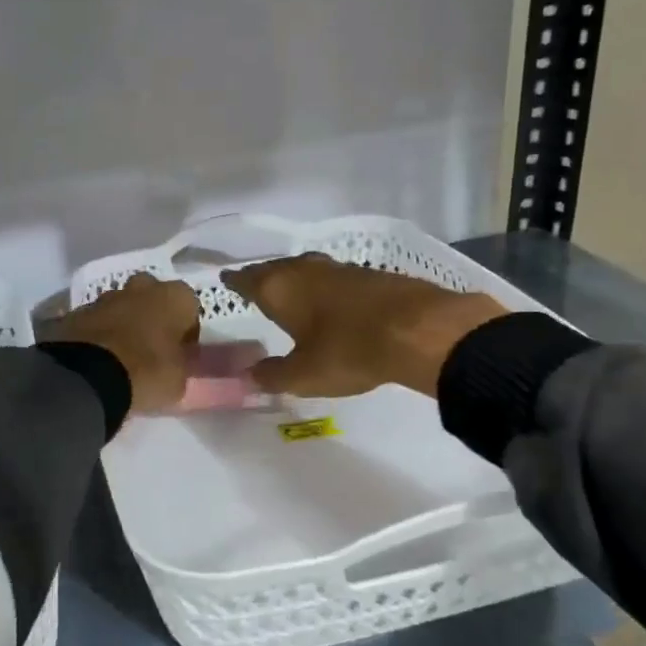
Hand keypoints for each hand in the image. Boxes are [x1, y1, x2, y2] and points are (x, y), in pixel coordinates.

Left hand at [45, 273, 201, 413]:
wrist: (87, 377)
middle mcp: (141, 287)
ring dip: (124, 323)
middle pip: (153, 296)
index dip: (187, 331)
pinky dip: (99, 334)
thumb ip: (182, 363)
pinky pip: (96, 321)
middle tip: (152, 347)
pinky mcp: (77, 311)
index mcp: (173, 297)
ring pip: (121, 306)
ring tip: (122, 356)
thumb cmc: (146, 373)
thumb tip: (178, 359)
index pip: (190, 307)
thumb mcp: (179, 380)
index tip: (182, 352)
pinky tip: (98, 359)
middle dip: (153, 316)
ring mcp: (105, 297)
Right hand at [221, 254, 507, 396]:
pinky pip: (333, 278)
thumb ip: (273, 375)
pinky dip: (323, 288)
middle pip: (275, 269)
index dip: (235, 281)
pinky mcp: (370, 276)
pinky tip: (329, 301)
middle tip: (253, 287)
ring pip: (305, 271)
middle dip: (263, 278)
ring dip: (294, 281)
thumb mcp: (304, 375)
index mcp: (281, 288)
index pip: (247, 279)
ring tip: (288, 294)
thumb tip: (249, 375)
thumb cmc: (348, 350)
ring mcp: (340, 269)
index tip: (226, 280)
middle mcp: (305, 270)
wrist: (419, 330)